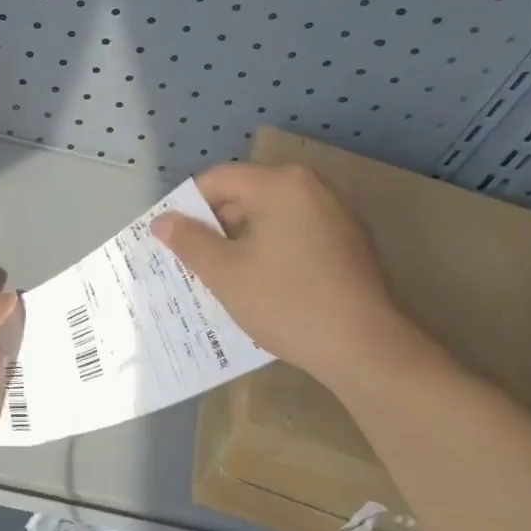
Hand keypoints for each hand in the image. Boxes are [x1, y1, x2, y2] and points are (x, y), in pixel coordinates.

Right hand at [152, 162, 425, 387]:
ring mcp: (336, 214)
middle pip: (245, 196)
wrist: (368, 349)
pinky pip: (295, 235)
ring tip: (221, 279)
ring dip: (241, 243)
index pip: (217, 180)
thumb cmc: (287, 302)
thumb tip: (163, 221)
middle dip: (214, 228)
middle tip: (191, 264)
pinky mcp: (349, 243)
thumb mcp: (225, 273)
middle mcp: (312, 187)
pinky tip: (261, 287)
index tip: (168, 240)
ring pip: (270, 218)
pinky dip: (271, 252)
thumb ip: (189, 241)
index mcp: (281, 184)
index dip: (186, 208)